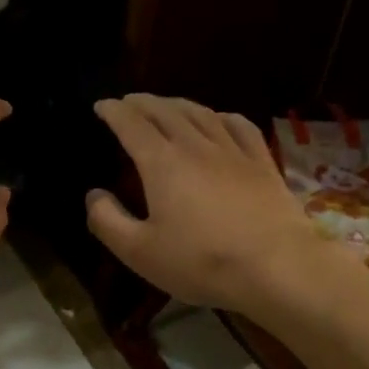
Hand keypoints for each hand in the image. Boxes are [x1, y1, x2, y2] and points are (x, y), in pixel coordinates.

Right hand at [87, 95, 346, 315]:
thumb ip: (108, 221)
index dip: (114, 111)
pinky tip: (219, 118)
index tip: (102, 105)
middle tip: (129, 102)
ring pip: (201, 114)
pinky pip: (239, 126)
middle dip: (142, 103)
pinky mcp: (261, 162)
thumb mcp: (140, 252)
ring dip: (177, 104)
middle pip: (165, 111)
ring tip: (166, 105)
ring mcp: (233, 151)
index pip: (132, 125)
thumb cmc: (201, 262)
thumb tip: (93, 195)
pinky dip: (221, 116)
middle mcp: (195, 146)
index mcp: (162, 164)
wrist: (275, 265)